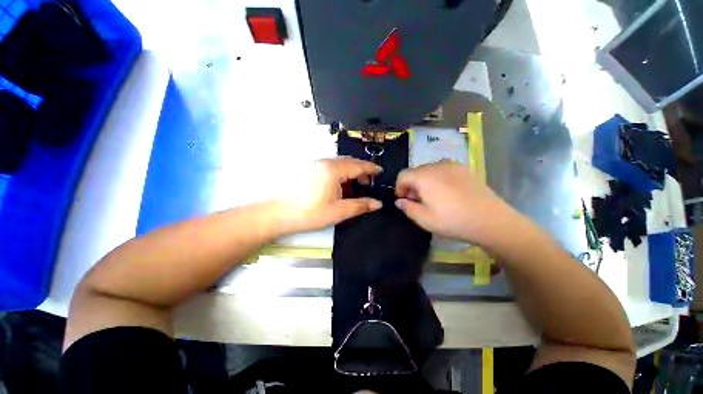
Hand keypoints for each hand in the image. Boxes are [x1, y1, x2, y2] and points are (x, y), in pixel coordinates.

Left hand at [278, 157, 382, 232]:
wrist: (278, 214)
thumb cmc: (310, 212)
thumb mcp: (339, 211)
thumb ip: (360, 205)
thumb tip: (378, 203)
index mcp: (334, 170)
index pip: (358, 165)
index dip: (371, 168)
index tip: (380, 171)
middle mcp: (325, 163)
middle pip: (349, 162)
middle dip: (361, 171)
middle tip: (368, 183)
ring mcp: (315, 165)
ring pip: (339, 164)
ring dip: (350, 172)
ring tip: (354, 186)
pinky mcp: (309, 170)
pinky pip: (330, 168)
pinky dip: (340, 174)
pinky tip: (339, 186)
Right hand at [395, 160, 514, 245]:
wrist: (491, 220)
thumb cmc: (453, 220)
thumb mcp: (424, 219)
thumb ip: (407, 208)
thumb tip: (399, 201)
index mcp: (425, 177)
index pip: (402, 175)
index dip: (399, 188)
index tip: (404, 200)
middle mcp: (437, 166)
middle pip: (415, 171)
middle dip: (412, 185)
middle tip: (418, 201)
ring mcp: (452, 165)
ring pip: (428, 170)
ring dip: (424, 181)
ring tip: (433, 197)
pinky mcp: (464, 168)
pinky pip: (442, 170)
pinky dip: (437, 179)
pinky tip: (447, 193)